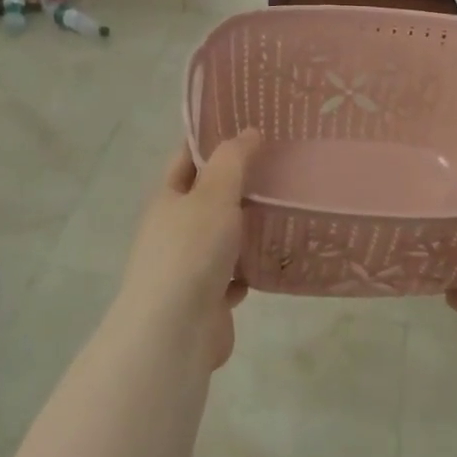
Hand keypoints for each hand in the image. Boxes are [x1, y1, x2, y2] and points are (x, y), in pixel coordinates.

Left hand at [115, 129, 260, 368]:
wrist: (175, 331)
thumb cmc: (191, 251)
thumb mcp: (213, 194)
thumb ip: (232, 161)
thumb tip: (248, 132)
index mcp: (168, 198)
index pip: (188, 158)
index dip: (212, 140)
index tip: (248, 124)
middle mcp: (175, 229)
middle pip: (208, 198)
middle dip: (239, 184)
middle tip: (281, 165)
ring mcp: (190, 266)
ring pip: (224, 237)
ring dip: (248, 228)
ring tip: (289, 208)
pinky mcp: (208, 299)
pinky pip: (234, 276)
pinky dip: (252, 268)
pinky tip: (277, 259)